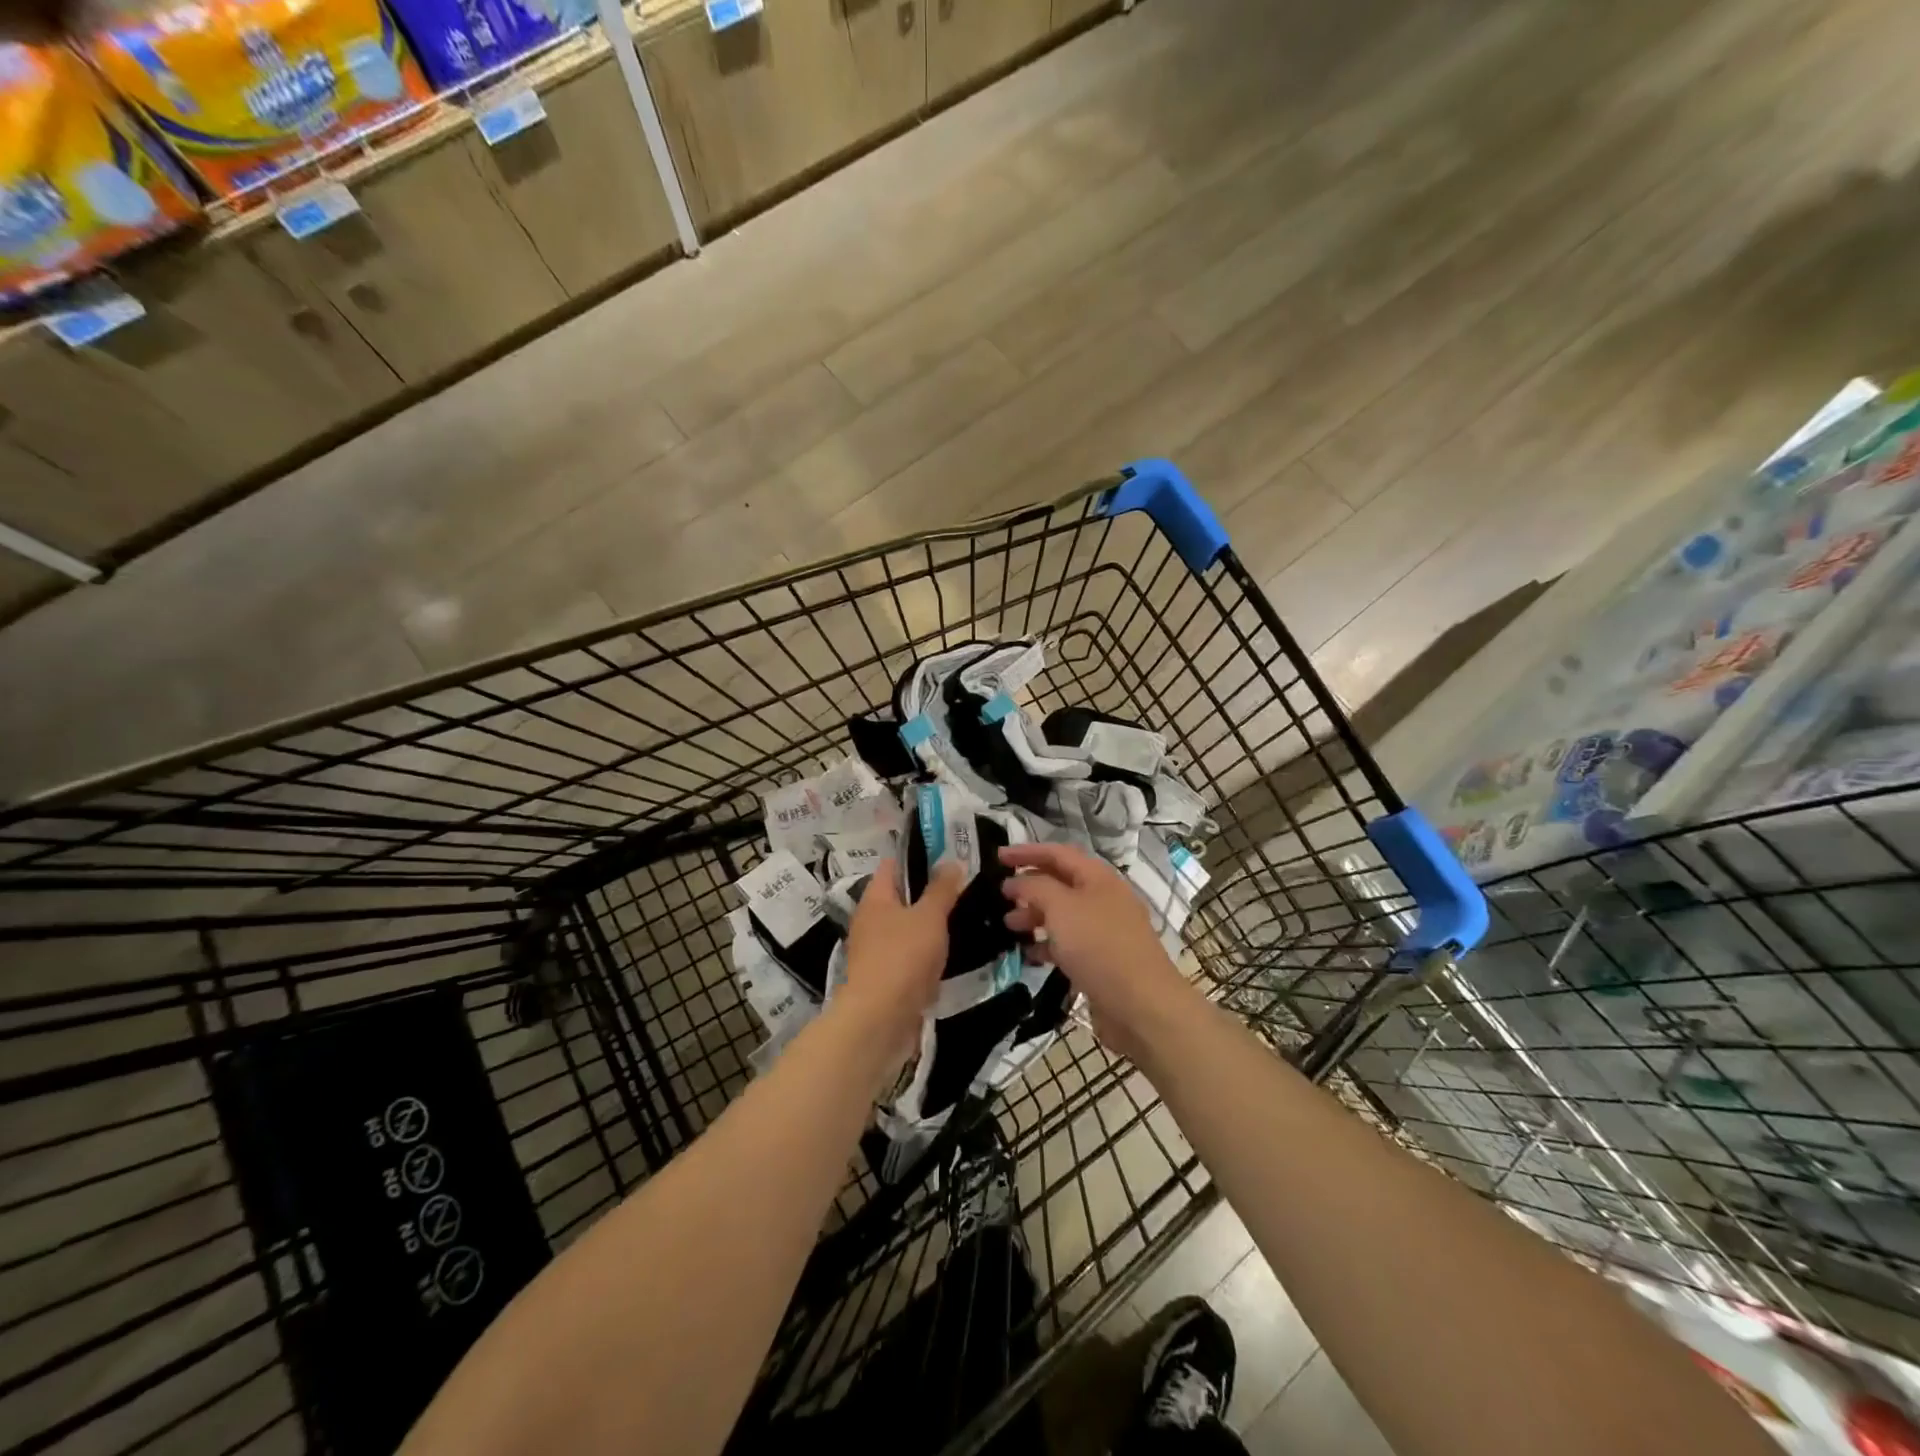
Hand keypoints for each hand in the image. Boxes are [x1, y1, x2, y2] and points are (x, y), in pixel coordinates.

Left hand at [839, 858, 965, 1055]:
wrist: (880, 1019)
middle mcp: (870, 920)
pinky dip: (928, 954)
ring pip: (908, 928)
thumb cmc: (903, 957)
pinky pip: (910, 956)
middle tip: (965, 888)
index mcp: (875, 898)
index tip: (949, 856)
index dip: (918, 857)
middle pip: (901, 897)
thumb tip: (952, 862)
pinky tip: (952, 955)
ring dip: (931, 926)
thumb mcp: (929, 916)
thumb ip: (942, 889)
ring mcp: (876, 951)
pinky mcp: (886, 978)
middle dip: (929, 893)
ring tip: (965, 919)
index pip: (893, 865)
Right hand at [999, 842, 1188, 1059]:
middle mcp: (1103, 899)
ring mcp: (1105, 931)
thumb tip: (1017, 882)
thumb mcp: (1061, 908)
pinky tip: (1030, 954)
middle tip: (1000, 896)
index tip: (997, 857)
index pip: (1058, 853)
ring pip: (1063, 915)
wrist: (1141, 1006)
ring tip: (1009, 925)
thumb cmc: (1099, 947)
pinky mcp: (1102, 961)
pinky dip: (1048, 944)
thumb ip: (1034, 887)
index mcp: (1098, 878)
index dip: (1026, 852)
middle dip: (1029, 886)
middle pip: (1060, 883)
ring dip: (1035, 916)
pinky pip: (1069, 944)